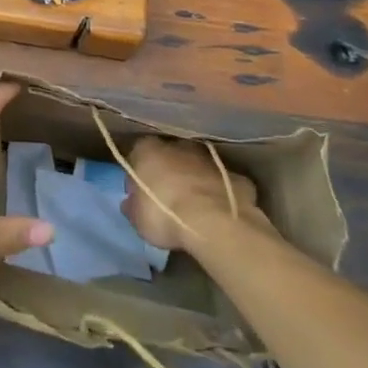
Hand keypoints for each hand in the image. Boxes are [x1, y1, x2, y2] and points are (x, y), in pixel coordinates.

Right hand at [122, 137, 268, 251]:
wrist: (214, 222)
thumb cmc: (165, 215)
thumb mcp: (137, 218)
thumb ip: (133, 205)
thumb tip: (131, 202)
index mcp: (149, 150)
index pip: (139, 154)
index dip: (140, 174)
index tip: (141, 193)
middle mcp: (179, 145)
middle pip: (171, 156)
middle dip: (171, 172)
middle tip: (169, 198)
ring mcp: (210, 158)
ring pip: (199, 166)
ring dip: (196, 180)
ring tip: (196, 207)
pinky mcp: (236, 176)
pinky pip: (225, 183)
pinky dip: (222, 194)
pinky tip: (221, 212)